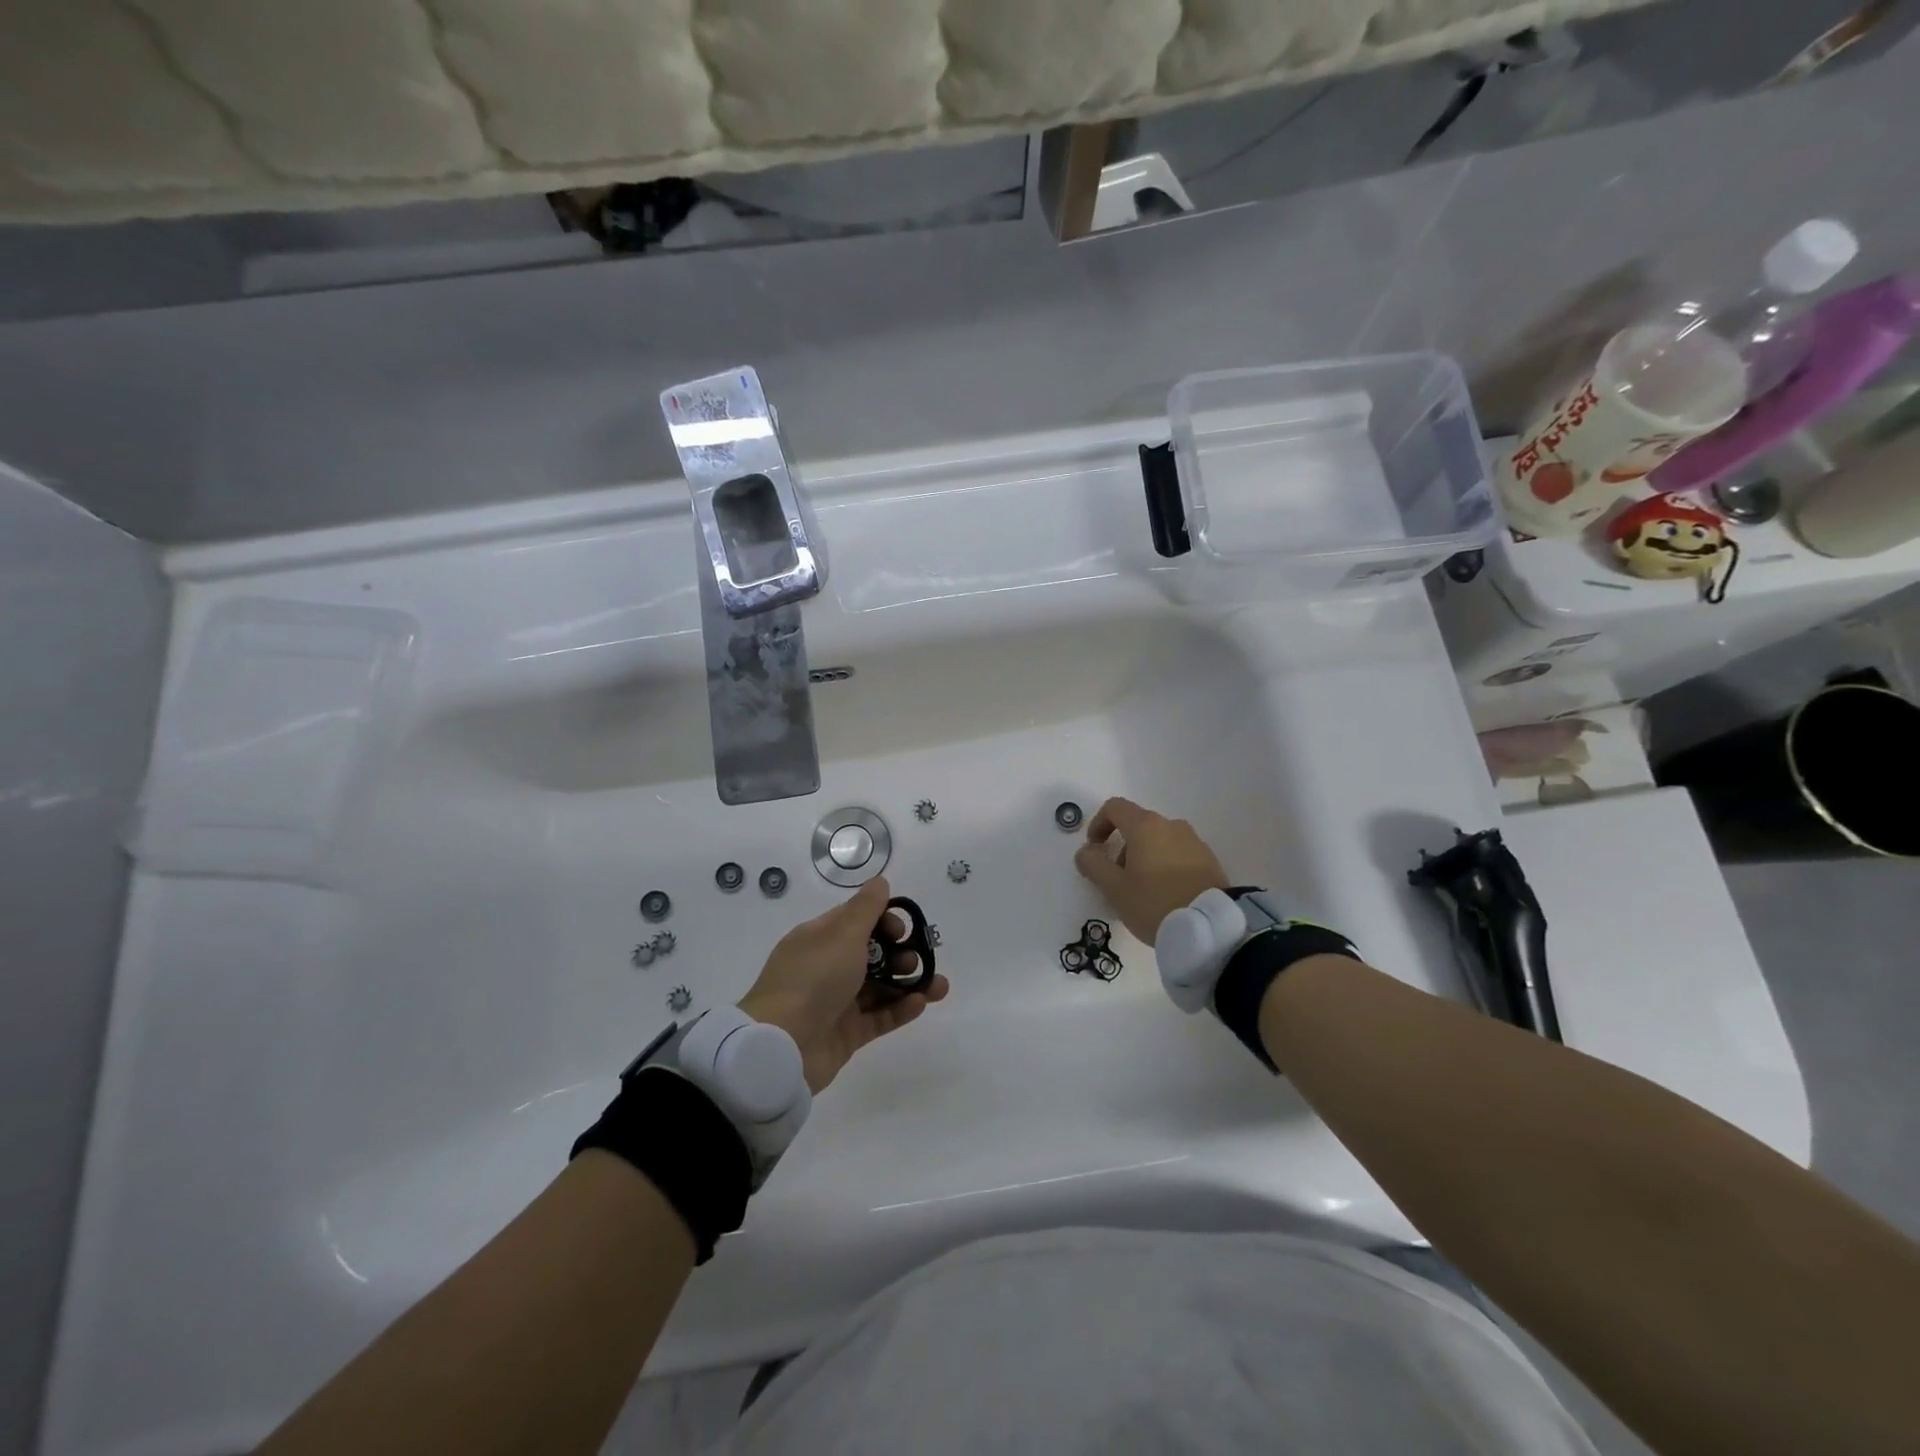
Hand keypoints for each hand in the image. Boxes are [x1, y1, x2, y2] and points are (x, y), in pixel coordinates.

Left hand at [738, 877, 949, 1092]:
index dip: (883, 920)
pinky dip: (901, 1008)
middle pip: (871, 954)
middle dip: (900, 952)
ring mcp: (836, 1002)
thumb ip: (866, 908)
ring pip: (880, 986)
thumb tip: (880, 882)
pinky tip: (922, 1003)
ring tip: (938, 986)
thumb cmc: (814, 978)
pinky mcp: (846, 1034)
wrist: (782, 1046)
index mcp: (818, 939)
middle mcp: (826, 967)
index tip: (900, 930)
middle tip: (915, 959)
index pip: (855, 921)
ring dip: (909, 982)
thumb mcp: (842, 934)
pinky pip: (879, 1016)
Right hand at [1073, 797, 1229, 944]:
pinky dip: (1165, 866)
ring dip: (1143, 857)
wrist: (1211, 927)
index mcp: (1146, 826)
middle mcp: (1171, 825)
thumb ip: (1093, 865)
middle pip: (1137, 825)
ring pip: (1158, 840)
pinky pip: (1178, 854)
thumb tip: (1086, 851)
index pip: (1114, 807)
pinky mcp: (1209, 860)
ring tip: (1142, 892)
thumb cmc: (1155, 903)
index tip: (1094, 850)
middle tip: (1117, 880)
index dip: (1098, 824)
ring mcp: (1194, 841)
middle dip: (1121, 848)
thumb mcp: (1115, 888)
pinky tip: (1165, 895)